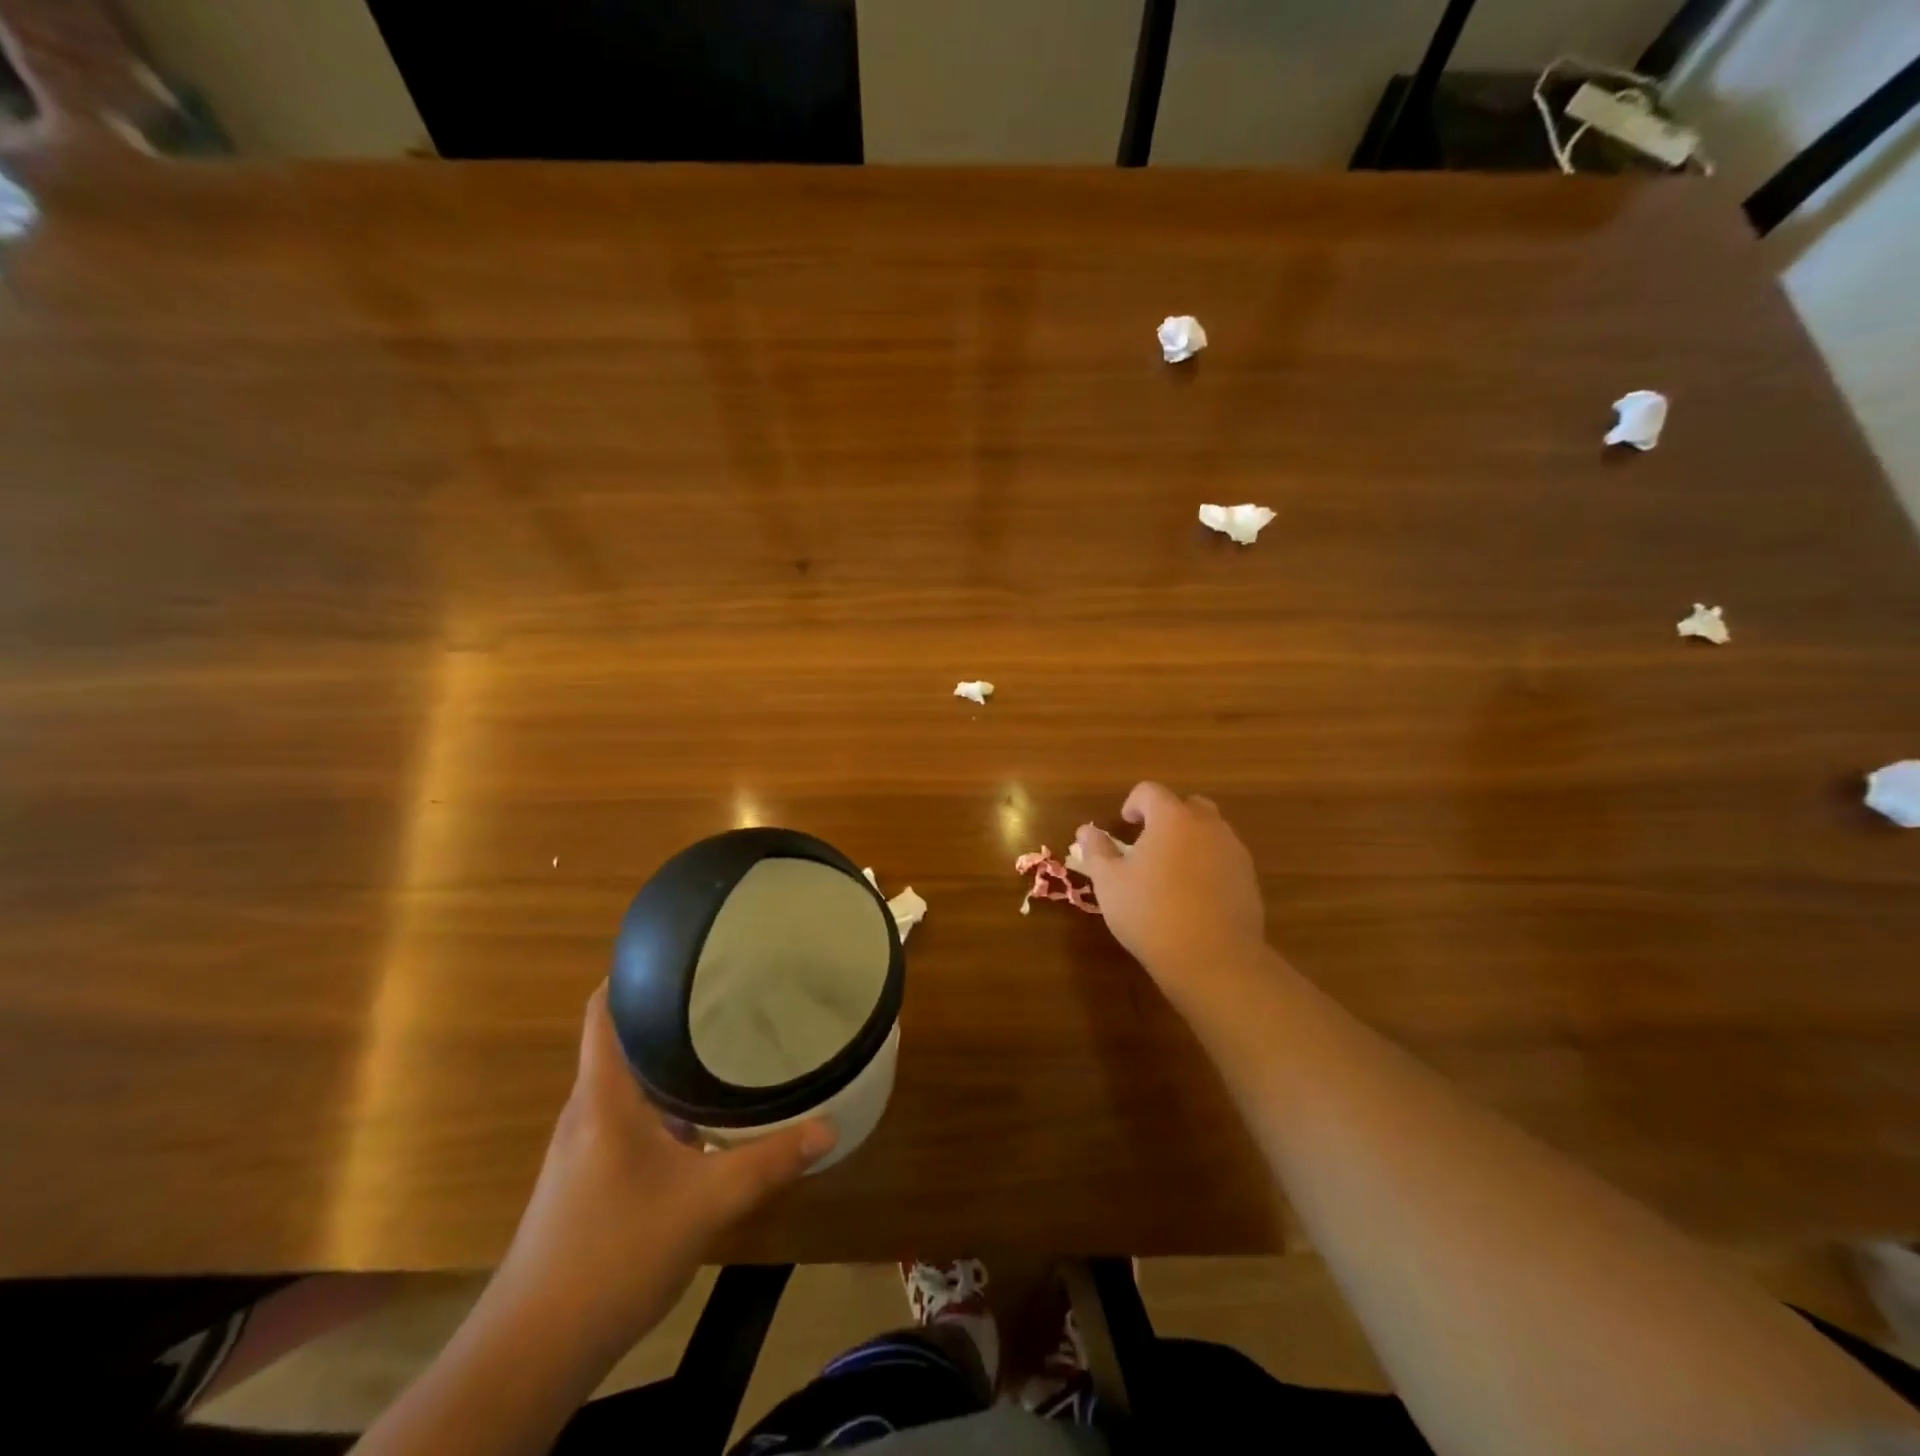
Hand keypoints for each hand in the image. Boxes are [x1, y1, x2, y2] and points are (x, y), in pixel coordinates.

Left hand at [493, 984, 834, 1353]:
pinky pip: (627, 1115)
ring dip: (666, 1059)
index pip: (604, 1009)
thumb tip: (828, 1127)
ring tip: (723, 1039)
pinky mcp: (586, 1176)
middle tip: (725, 989)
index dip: (633, 971)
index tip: (681, 950)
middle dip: (667, 1011)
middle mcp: (588, 1108)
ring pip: (626, 1081)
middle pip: (620, 1038)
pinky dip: (662, 1101)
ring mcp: (583, 1145)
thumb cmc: (613, 1253)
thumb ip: (768, 1162)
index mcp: (604, 1095)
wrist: (532, 1350)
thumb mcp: (705, 1204)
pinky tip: (701, 1115)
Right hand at [1075, 782, 1266, 1001]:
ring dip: (1190, 840)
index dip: (1133, 803)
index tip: (1124, 826)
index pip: (1150, 791)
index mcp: (1172, 818)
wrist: (1214, 959)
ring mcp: (1233, 851)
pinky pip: (1224, 858)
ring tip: (1171, 872)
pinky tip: (1194, 895)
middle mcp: (1208, 825)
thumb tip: (1086, 831)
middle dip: (1167, 817)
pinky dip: (1208, 864)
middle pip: (1187, 805)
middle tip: (1148, 845)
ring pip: (1210, 831)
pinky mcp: (1249, 878)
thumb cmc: (1151, 913)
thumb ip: (1097, 851)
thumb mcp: (1110, 883)